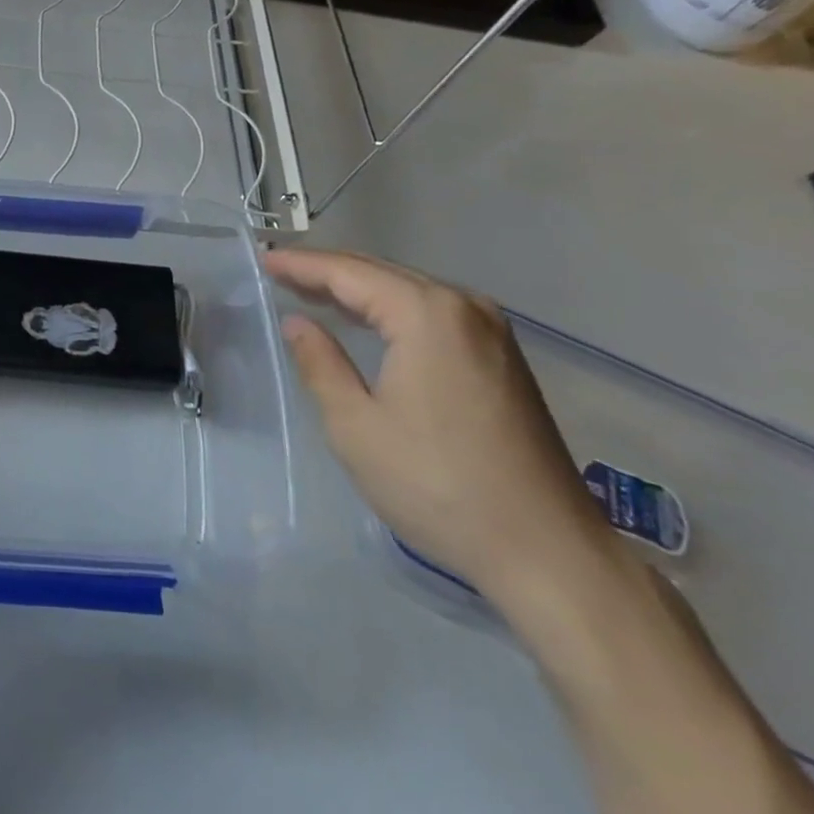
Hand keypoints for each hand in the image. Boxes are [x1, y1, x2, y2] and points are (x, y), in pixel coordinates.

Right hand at [265, 248, 619, 609]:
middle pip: (381, 273)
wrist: (549, 553)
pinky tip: (368, 321)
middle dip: (328, 270)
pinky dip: (391, 309)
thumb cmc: (439, 485)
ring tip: (312, 290)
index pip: (349, 273)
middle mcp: (464, 308)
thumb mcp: (356, 426)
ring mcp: (491, 332)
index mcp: (427, 315)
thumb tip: (297, 322)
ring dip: (360, 289)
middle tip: (280, 270)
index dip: (302, 265)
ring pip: (409, 290)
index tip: (264, 260)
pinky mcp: (503, 359)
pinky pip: (433, 313)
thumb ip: (320, 364)